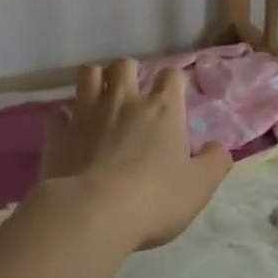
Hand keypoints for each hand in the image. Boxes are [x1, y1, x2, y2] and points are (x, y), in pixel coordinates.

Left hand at [38, 60, 232, 250]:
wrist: (92, 213)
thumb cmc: (154, 199)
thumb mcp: (199, 187)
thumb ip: (215, 162)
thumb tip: (218, 147)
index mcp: (163, 109)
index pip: (172, 76)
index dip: (173, 82)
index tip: (173, 97)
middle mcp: (125, 100)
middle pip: (125, 65)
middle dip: (130, 73)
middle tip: (132, 95)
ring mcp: (88, 112)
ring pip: (88, 74)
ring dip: (95, 80)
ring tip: (100, 98)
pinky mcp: (59, 132)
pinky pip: (59, 112)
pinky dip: (66, 117)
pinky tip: (71, 130)